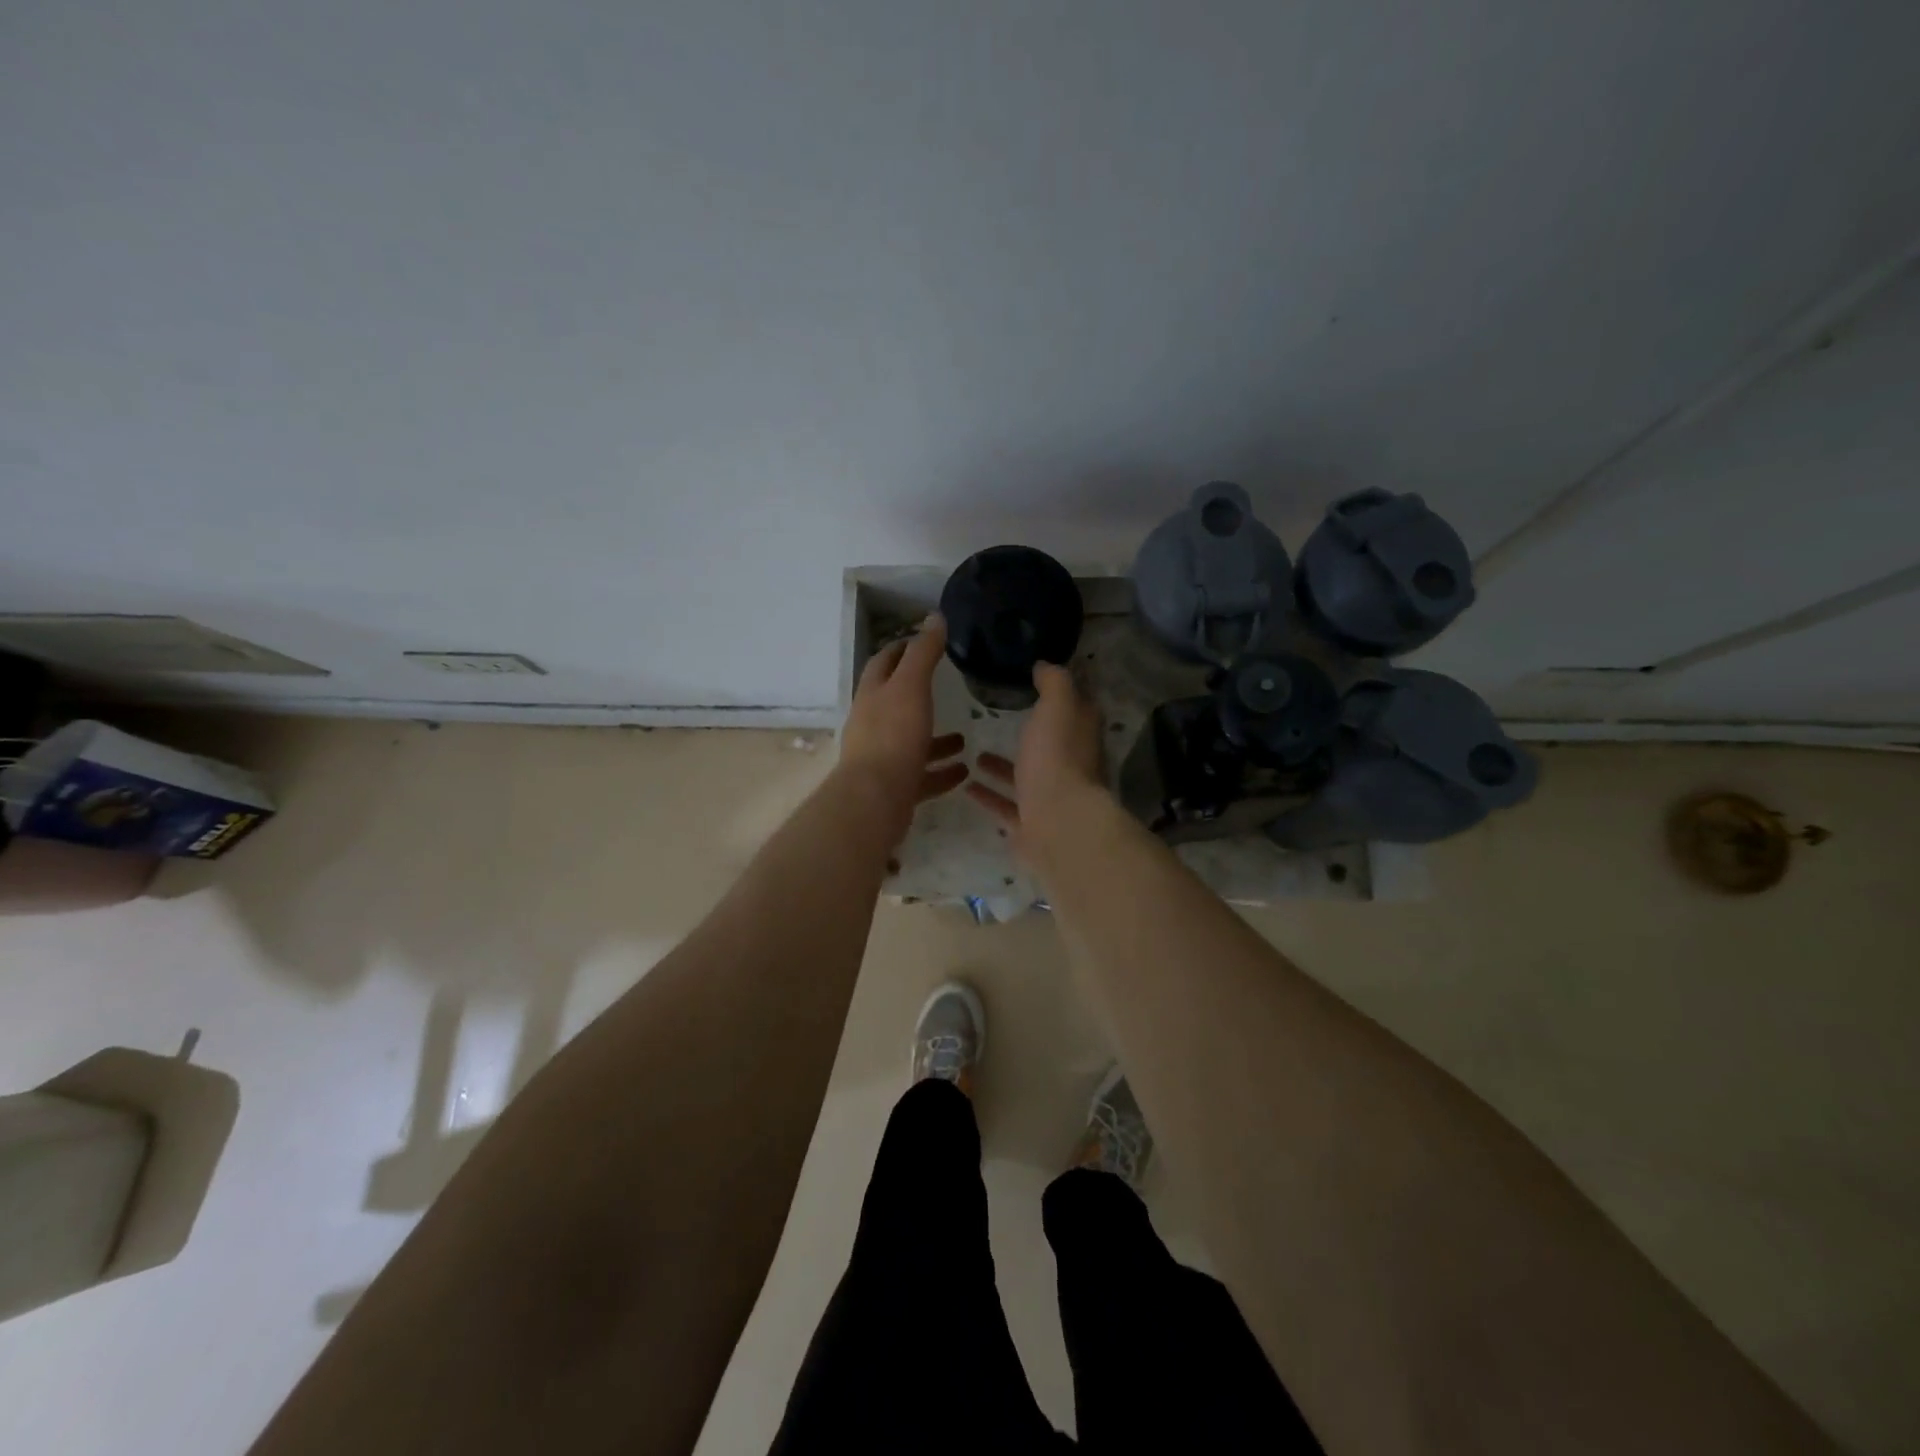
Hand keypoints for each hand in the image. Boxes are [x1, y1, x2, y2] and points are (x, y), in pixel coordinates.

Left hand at [838, 614, 967, 841]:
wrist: (875, 799)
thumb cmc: (893, 736)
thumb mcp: (911, 686)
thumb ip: (923, 653)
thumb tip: (934, 617)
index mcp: (873, 696)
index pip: (883, 663)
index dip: (900, 648)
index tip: (921, 640)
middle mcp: (873, 725)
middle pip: (895, 703)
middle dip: (919, 694)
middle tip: (947, 687)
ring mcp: (883, 758)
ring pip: (912, 743)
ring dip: (936, 739)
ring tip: (965, 737)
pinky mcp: (896, 788)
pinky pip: (923, 776)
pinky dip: (942, 772)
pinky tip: (964, 770)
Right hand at [965, 662, 1105, 863]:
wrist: (1057, 825)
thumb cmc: (1057, 759)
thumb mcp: (1057, 706)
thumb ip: (1053, 683)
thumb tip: (1045, 665)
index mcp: (1080, 736)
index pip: (1076, 708)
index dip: (1059, 694)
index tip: (1034, 681)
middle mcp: (1070, 766)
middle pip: (1050, 745)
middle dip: (1029, 734)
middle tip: (997, 719)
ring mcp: (1050, 798)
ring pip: (1025, 778)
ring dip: (1002, 767)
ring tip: (973, 753)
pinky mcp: (1030, 825)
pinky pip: (1006, 806)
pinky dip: (988, 795)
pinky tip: (966, 785)